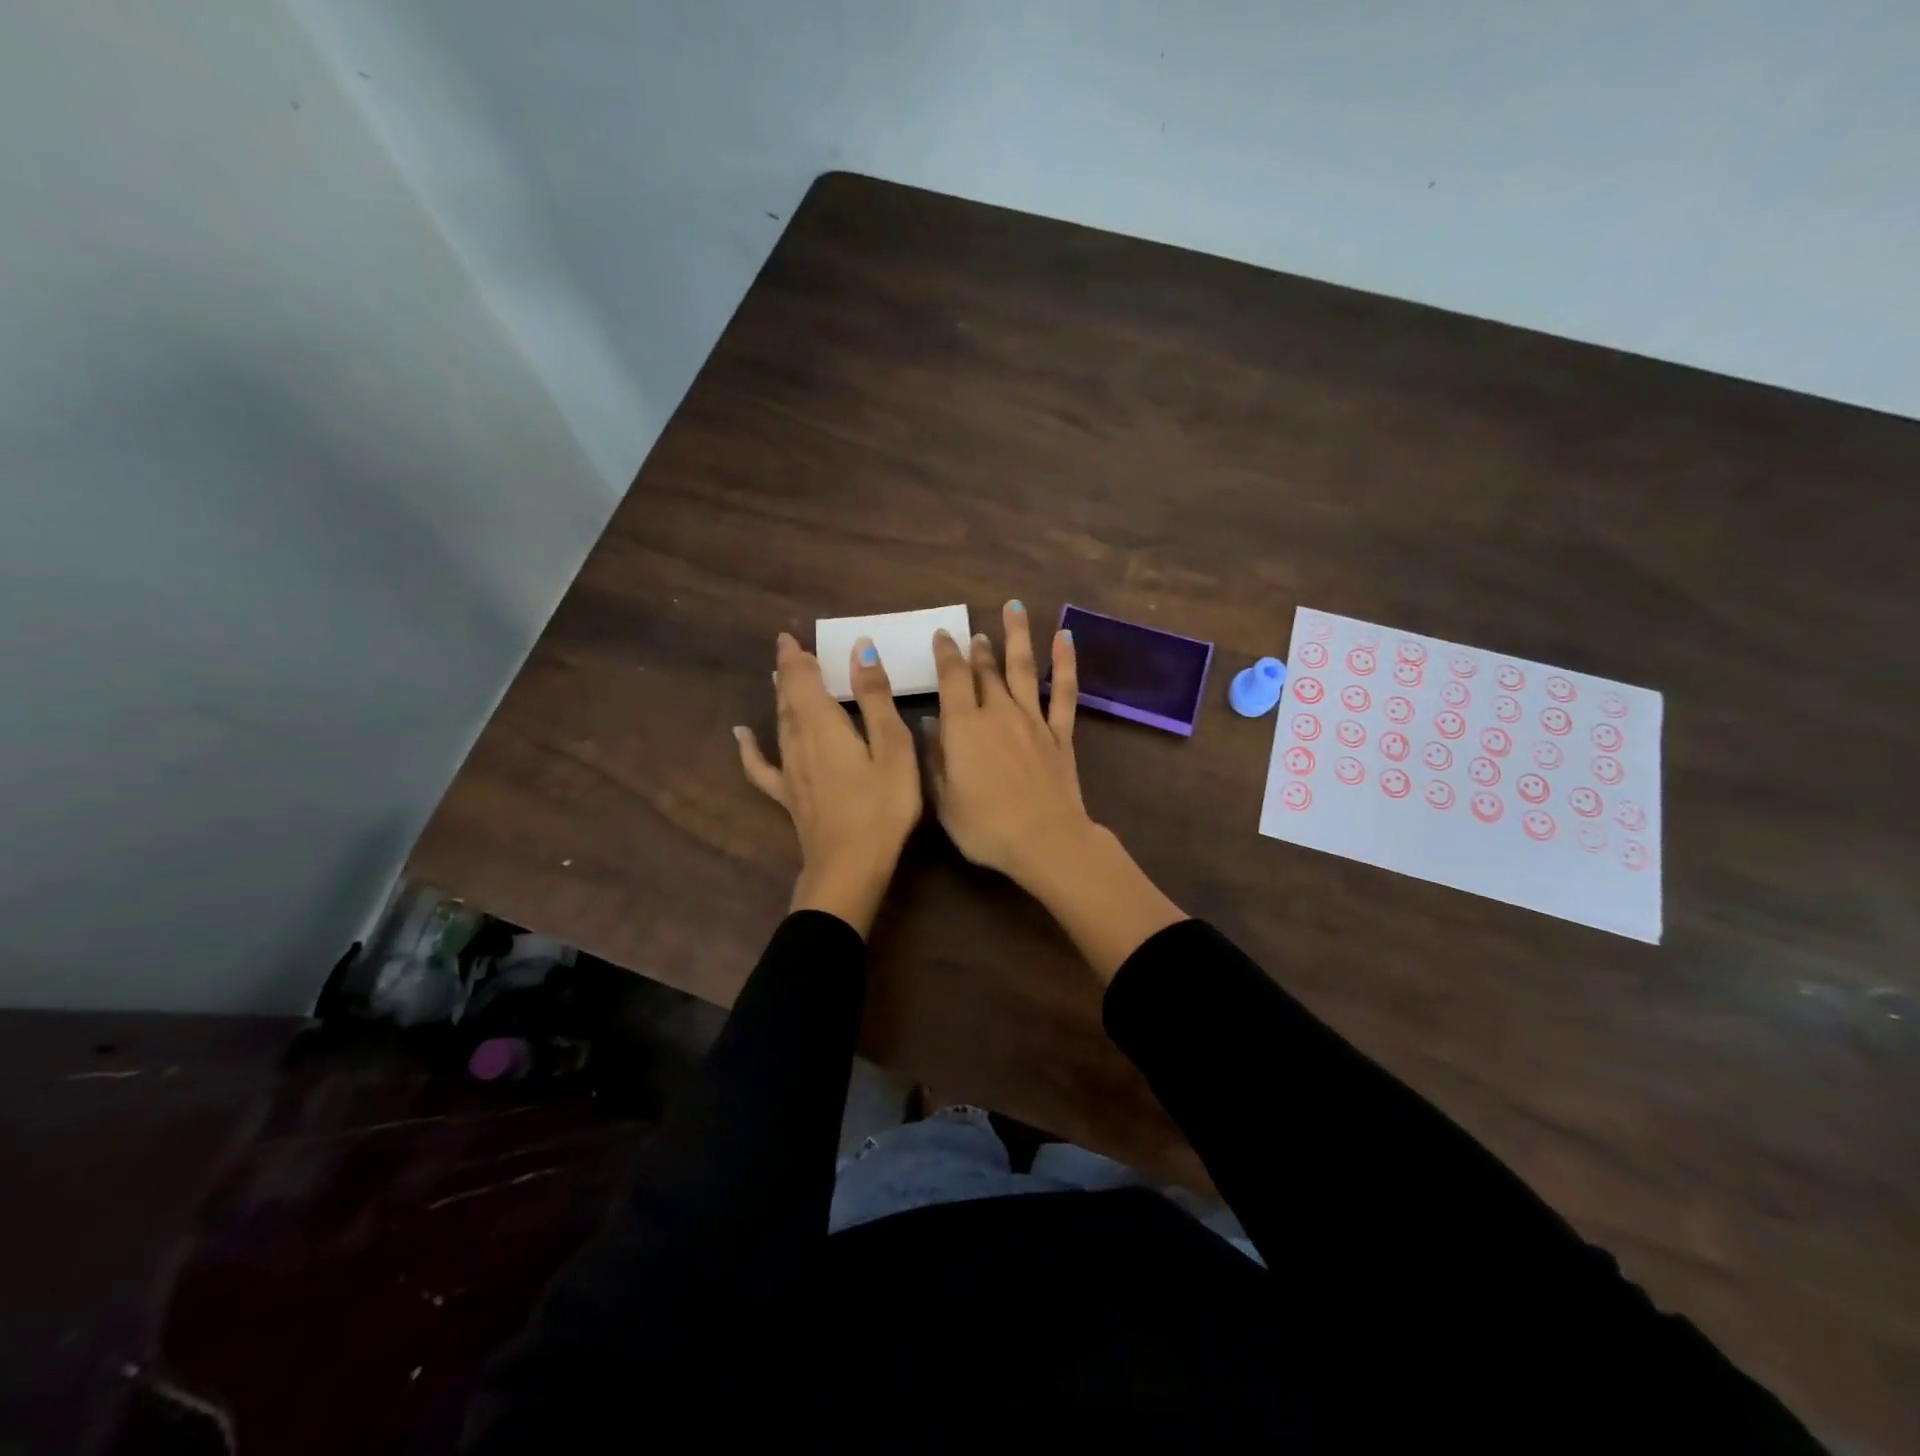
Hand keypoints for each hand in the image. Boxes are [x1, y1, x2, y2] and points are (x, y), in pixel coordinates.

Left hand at [735, 632, 920, 936]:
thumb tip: (860, 650)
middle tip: (789, 649)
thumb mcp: (892, 748)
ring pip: (778, 722)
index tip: (791, 636)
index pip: (803, 679)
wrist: (849, 867)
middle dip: (788, 671)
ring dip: (779, 696)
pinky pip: (761, 765)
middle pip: (787, 697)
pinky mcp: (787, 795)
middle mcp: (797, 740)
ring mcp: (788, 770)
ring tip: (780, 678)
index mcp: (823, 724)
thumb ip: (874, 698)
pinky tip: (742, 736)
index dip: (797, 656)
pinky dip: (750, 748)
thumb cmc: (882, 806)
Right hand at [925, 601, 1090, 890]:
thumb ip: (935, 758)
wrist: (1044, 839)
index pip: (952, 679)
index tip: (943, 636)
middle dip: (978, 648)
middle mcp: (998, 713)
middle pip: (986, 671)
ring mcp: (1033, 720)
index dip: (946, 655)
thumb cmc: (985, 826)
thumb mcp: (944, 799)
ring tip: (1015, 607)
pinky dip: (1065, 663)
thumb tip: (928, 723)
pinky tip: (1065, 638)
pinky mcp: (1060, 734)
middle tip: (974, 632)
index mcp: (964, 727)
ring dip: (1018, 636)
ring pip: (1023, 669)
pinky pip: (1064, 692)